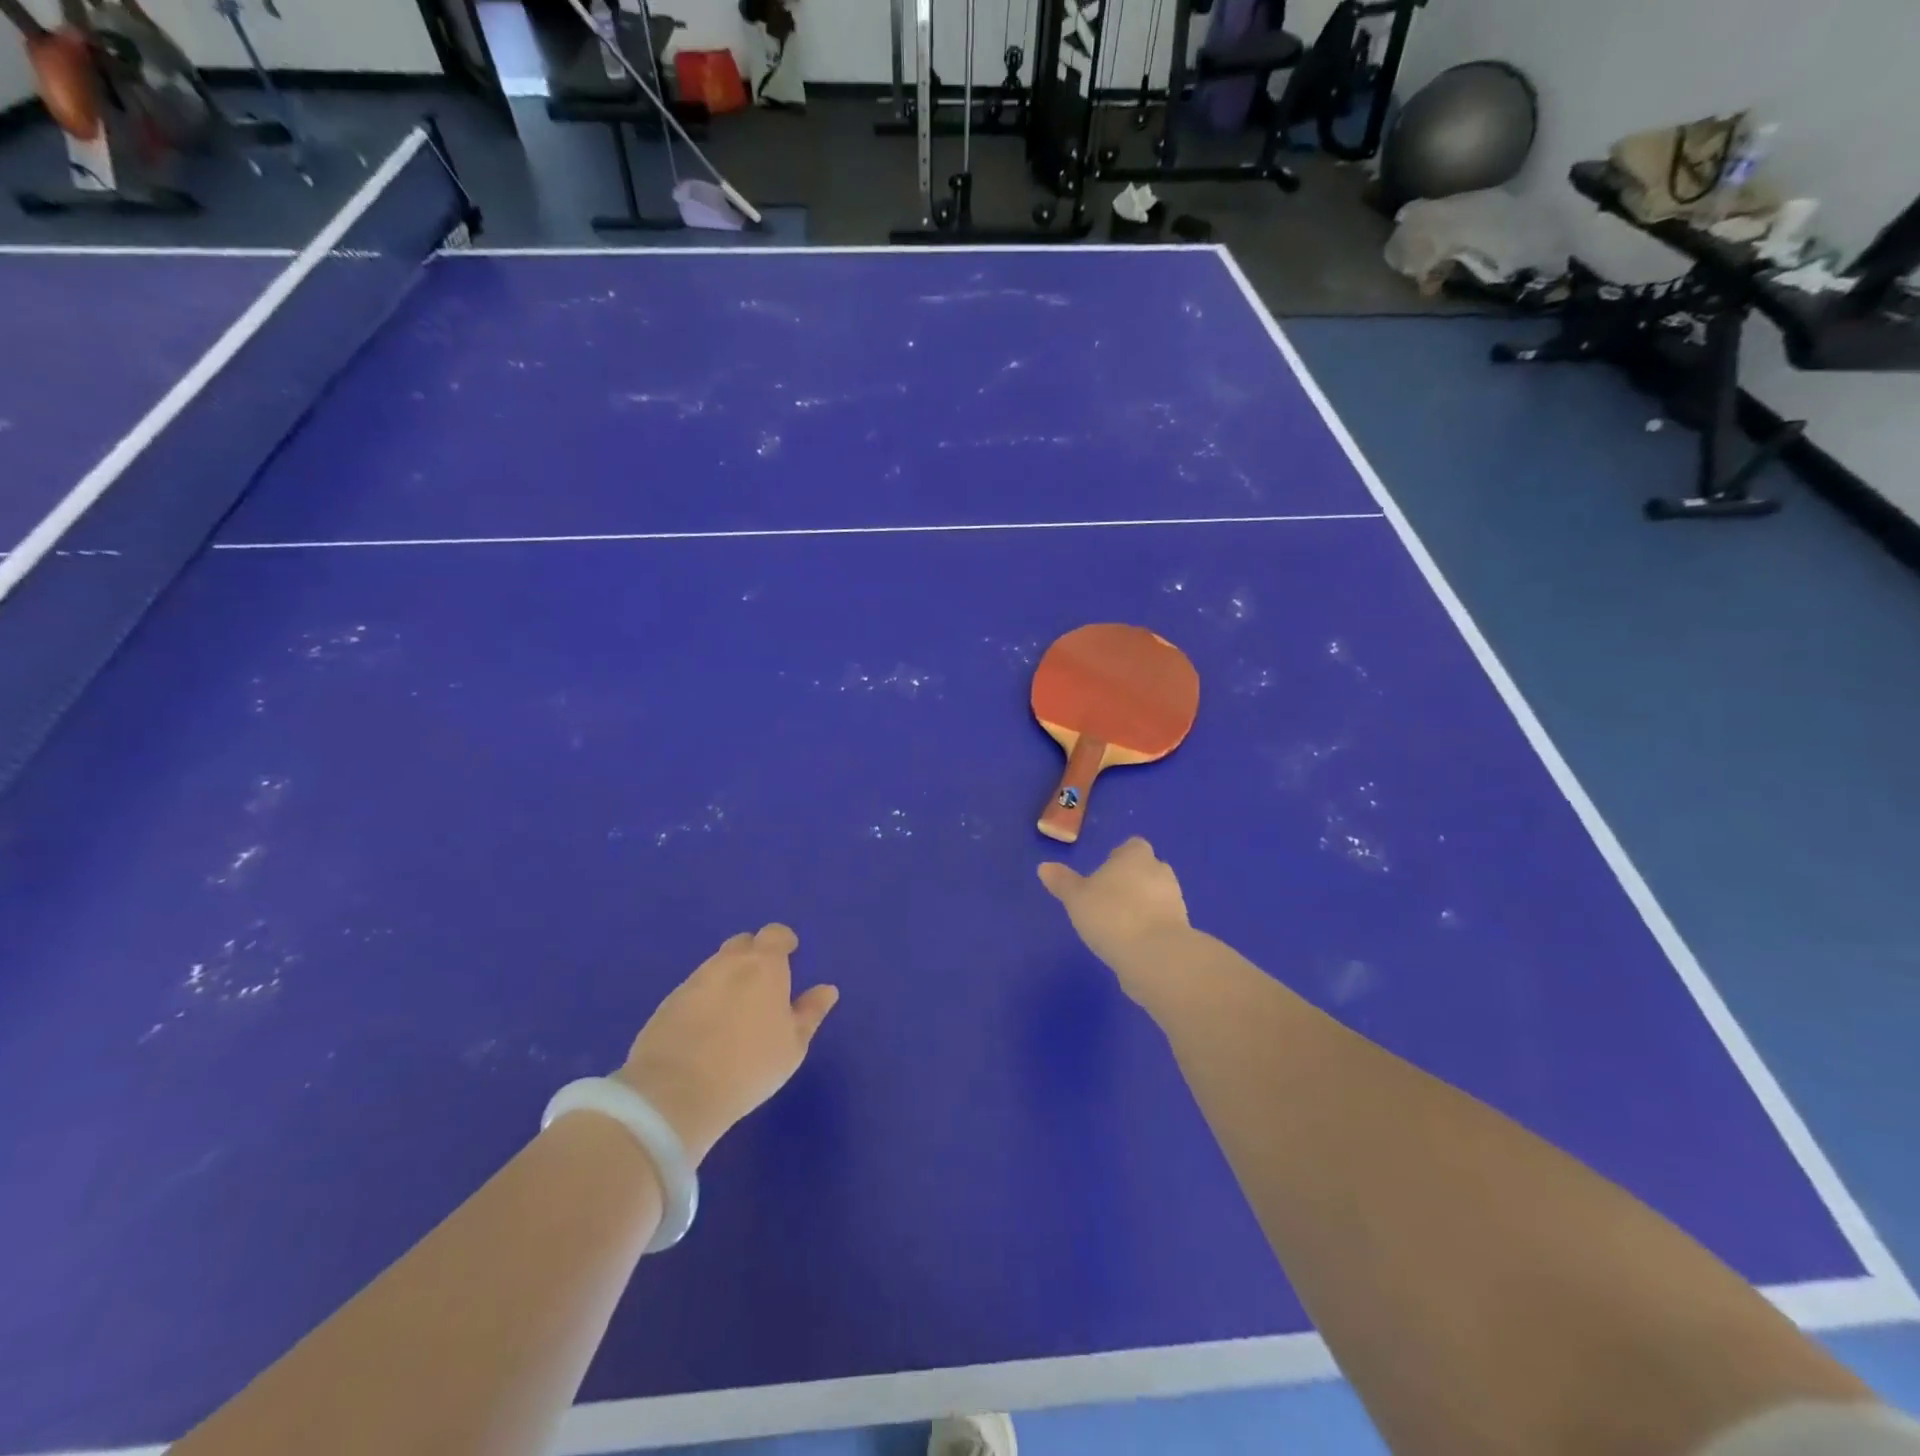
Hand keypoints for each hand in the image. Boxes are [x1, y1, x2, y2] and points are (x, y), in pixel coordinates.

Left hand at [614, 924, 837, 1165]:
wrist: (676, 1093)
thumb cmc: (749, 1065)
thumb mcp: (793, 1045)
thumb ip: (810, 1012)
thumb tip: (827, 990)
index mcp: (764, 965)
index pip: (775, 934)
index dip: (783, 942)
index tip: (789, 956)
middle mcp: (727, 963)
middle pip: (742, 944)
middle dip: (753, 955)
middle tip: (762, 985)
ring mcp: (694, 981)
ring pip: (716, 966)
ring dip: (728, 978)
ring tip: (735, 1011)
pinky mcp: (667, 1003)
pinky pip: (694, 990)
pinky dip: (705, 999)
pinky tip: (707, 1028)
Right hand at [1038, 837, 1193, 1004]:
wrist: (1154, 956)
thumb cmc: (1111, 915)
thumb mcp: (1076, 898)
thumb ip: (1062, 882)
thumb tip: (1044, 867)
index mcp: (1135, 855)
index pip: (1131, 847)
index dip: (1119, 858)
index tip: (1103, 876)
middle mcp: (1159, 871)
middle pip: (1145, 870)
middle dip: (1131, 882)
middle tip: (1107, 900)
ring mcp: (1175, 900)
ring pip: (1156, 896)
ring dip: (1142, 906)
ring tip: (1118, 925)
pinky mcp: (1182, 928)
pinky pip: (1162, 921)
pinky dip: (1150, 928)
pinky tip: (1132, 944)